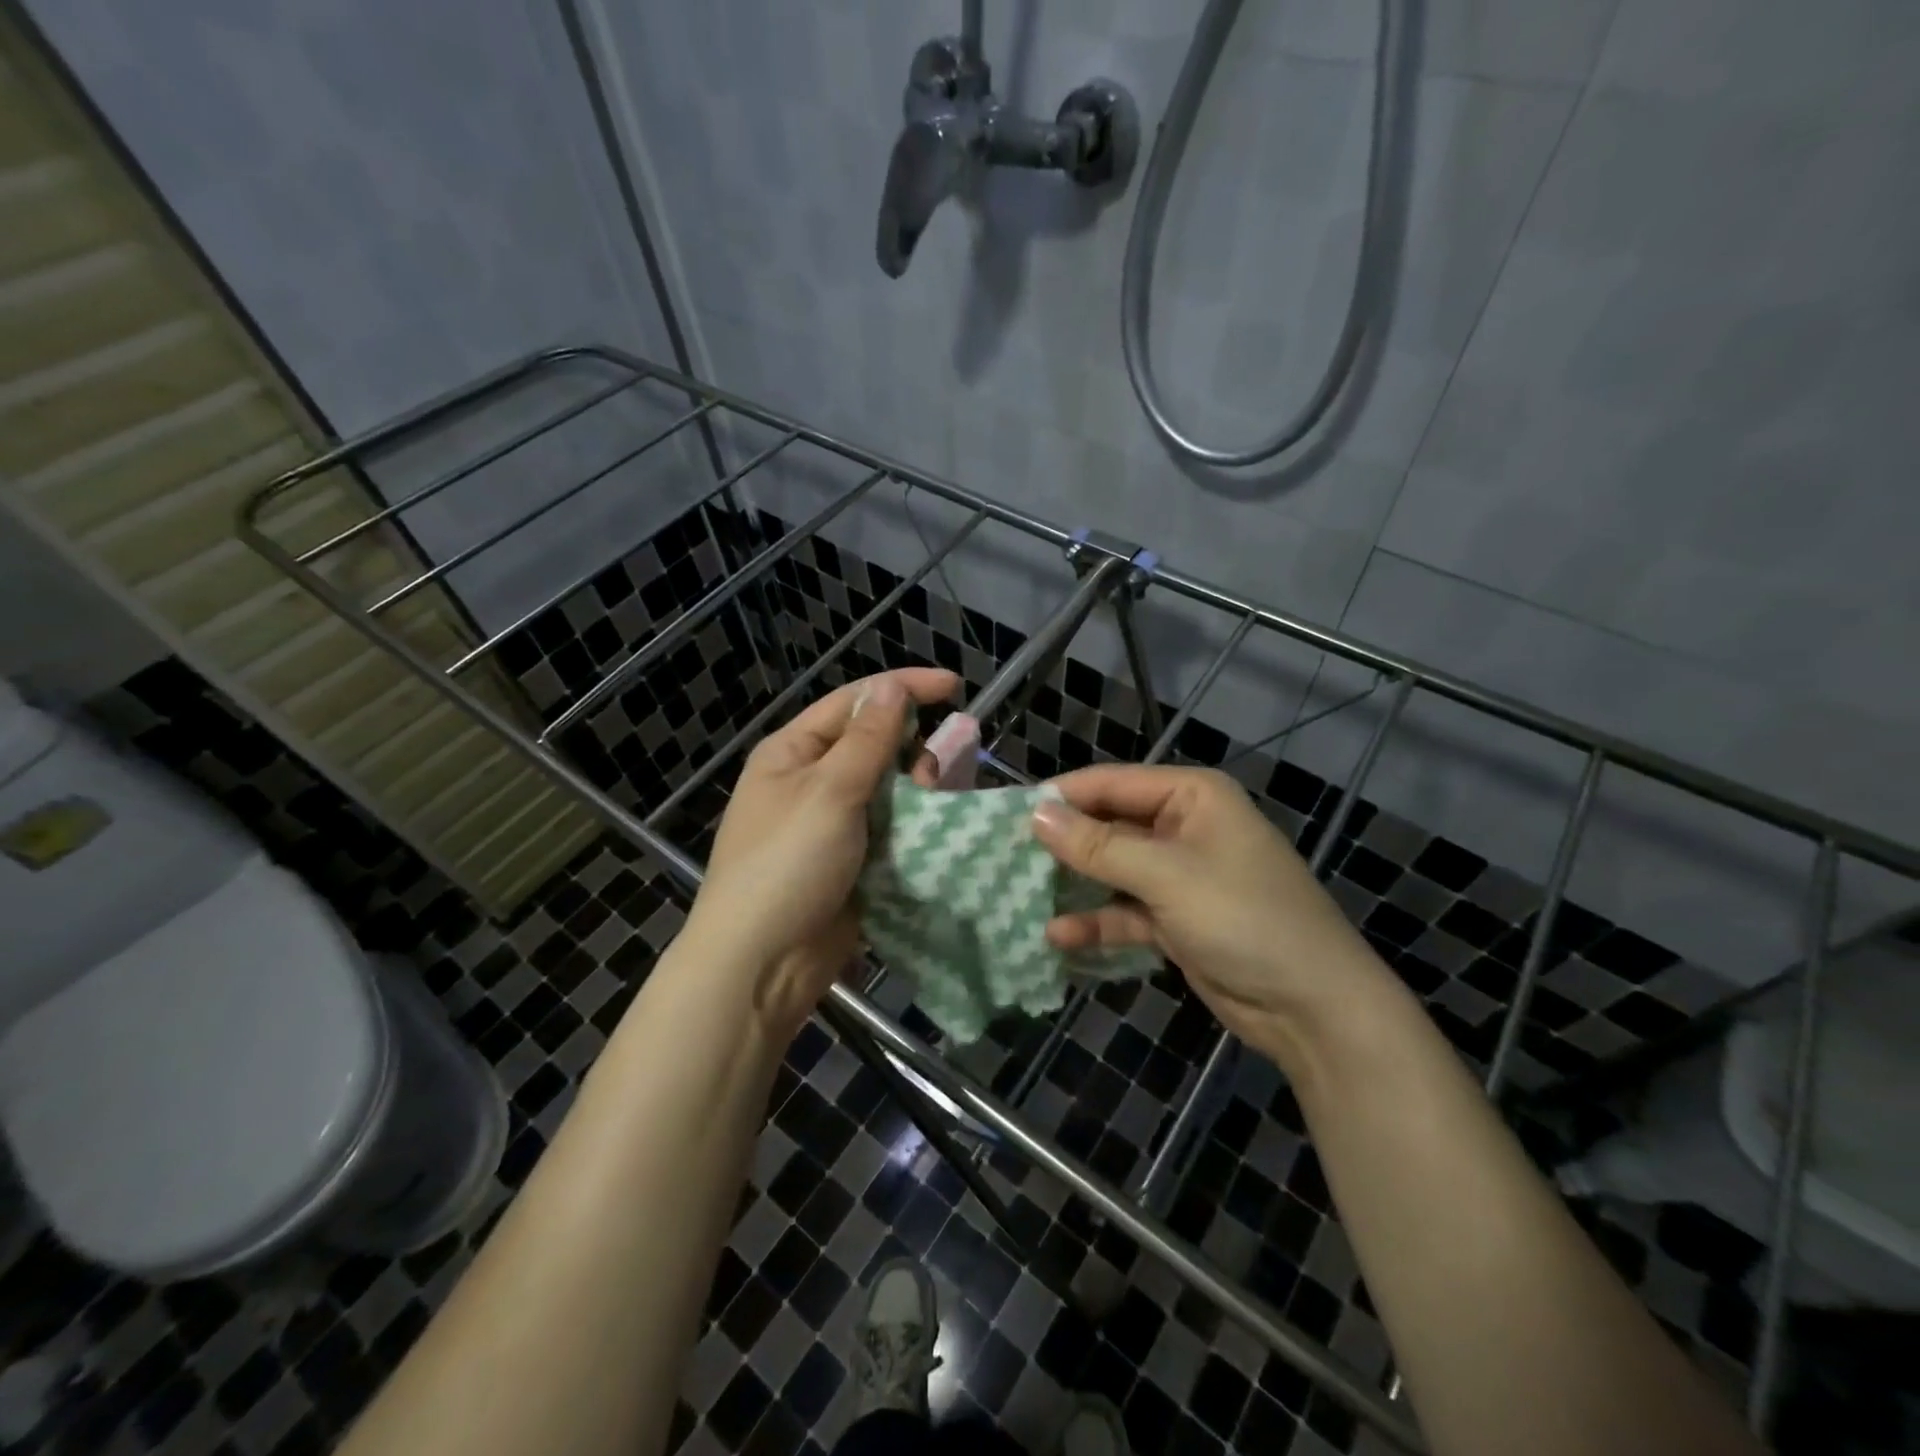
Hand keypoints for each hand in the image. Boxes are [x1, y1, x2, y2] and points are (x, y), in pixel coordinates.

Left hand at [686, 668, 958, 1037]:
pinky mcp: (851, 861)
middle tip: (934, 770)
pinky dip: (914, 824)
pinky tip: (936, 828)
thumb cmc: (787, 864)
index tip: (955, 687)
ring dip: (915, 788)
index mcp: (793, 751)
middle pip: (873, 744)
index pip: (853, 702)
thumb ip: (868, 739)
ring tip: (935, 802)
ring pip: (888, 788)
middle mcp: (810, 780)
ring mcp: (831, 823)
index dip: (904, 688)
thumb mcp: (829, 792)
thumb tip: (890, 687)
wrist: (761, 964)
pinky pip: (891, 828)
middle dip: (910, 747)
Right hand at [1031, 765, 1395, 1055]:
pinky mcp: (1176, 919)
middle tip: (1005, 858)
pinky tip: (1058, 936)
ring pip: (1112, 870)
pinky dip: (1097, 922)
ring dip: (1075, 884)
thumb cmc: (1244, 918)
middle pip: (1108, 825)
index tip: (1006, 817)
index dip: (1060, 798)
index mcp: (1191, 796)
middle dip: (1063, 844)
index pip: (1110, 783)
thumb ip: (1099, 846)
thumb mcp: (1167, 876)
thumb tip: (1036, 815)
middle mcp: (1183, 826)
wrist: (1314, 1007)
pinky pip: (1125, 911)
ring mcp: (1180, 876)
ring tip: (1020, 895)